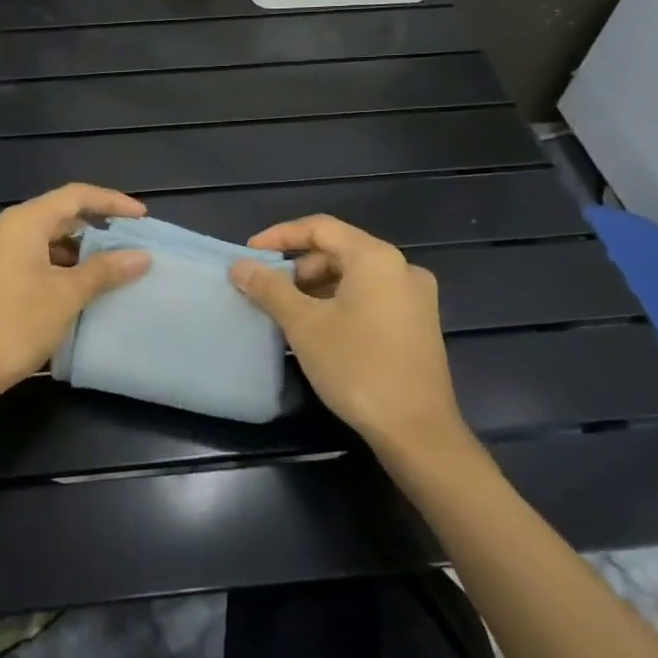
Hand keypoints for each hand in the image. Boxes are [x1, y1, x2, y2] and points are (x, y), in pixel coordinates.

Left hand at [0, 183, 150, 414]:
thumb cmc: (13, 325)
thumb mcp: (66, 296)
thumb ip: (105, 270)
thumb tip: (141, 256)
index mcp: (21, 221)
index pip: (75, 196)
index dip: (112, 202)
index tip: (142, 218)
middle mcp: (0, 227)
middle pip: (56, 215)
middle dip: (94, 228)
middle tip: (127, 245)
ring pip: (40, 239)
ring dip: (73, 251)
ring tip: (106, 270)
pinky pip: (24, 258)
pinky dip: (52, 265)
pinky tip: (70, 288)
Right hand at [229, 215, 467, 454]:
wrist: (417, 430)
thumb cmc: (357, 367)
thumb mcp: (304, 325)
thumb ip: (269, 288)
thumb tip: (239, 266)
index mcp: (376, 258)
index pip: (321, 228)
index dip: (280, 236)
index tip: (250, 254)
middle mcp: (402, 268)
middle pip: (339, 250)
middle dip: (298, 266)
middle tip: (267, 289)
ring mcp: (414, 297)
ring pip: (355, 276)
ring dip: (317, 286)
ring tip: (287, 311)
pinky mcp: (418, 323)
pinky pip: (371, 296)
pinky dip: (340, 302)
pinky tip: (319, 328)